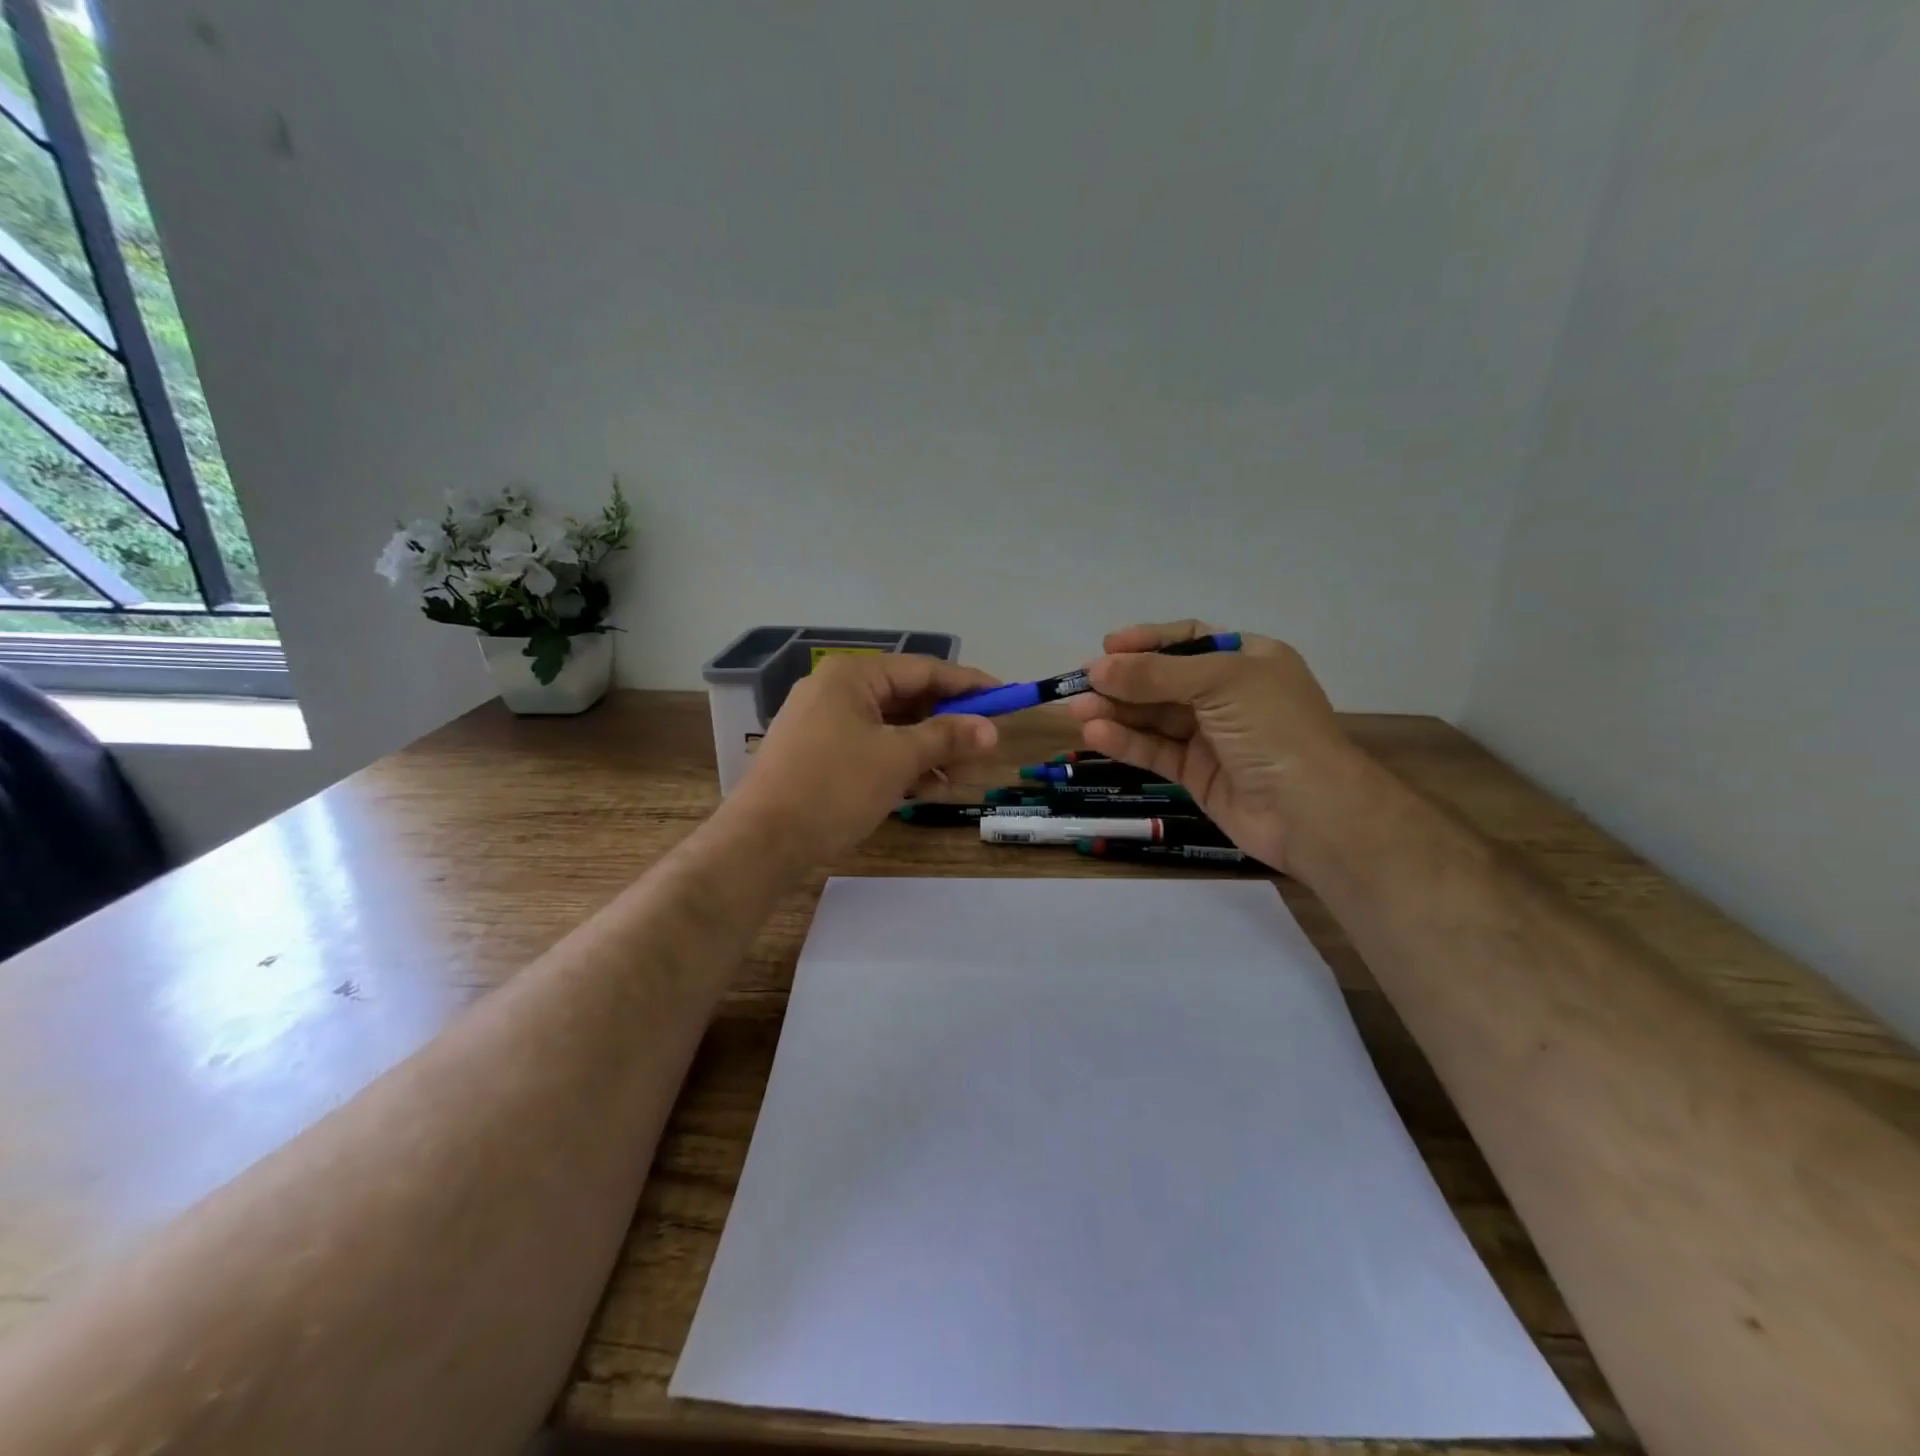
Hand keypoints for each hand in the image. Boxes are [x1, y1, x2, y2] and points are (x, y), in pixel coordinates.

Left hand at [728, 654, 999, 861]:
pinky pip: (871, 748)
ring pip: (891, 728)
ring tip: (960, 778)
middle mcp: (837, 690)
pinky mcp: (819, 754)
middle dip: (948, 725)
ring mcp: (824, 723)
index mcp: (853, 675)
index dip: (969, 684)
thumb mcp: (897, 759)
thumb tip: (990, 729)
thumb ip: (946, 737)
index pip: (924, 670)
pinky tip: (927, 789)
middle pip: (908, 699)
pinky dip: (900, 764)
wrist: (762, 841)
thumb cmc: (834, 787)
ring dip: (928, 750)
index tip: (1005, 698)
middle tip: (984, 748)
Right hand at [1067, 620, 1363, 874]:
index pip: (1189, 639)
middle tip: (1079, 685)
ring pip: (1155, 717)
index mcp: (1248, 659)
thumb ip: (1156, 674)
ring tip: (1078, 712)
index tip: (1107, 647)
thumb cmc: (1274, 729)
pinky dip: (1127, 742)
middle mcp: (1229, 694)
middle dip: (1123, 681)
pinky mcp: (1197, 773)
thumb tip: (1097, 668)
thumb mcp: (1219, 683)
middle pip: (1164, 679)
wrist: (1311, 813)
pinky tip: (1096, 736)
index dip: (1148, 641)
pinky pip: (1156, 750)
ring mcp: (1212, 736)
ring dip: (1116, 712)